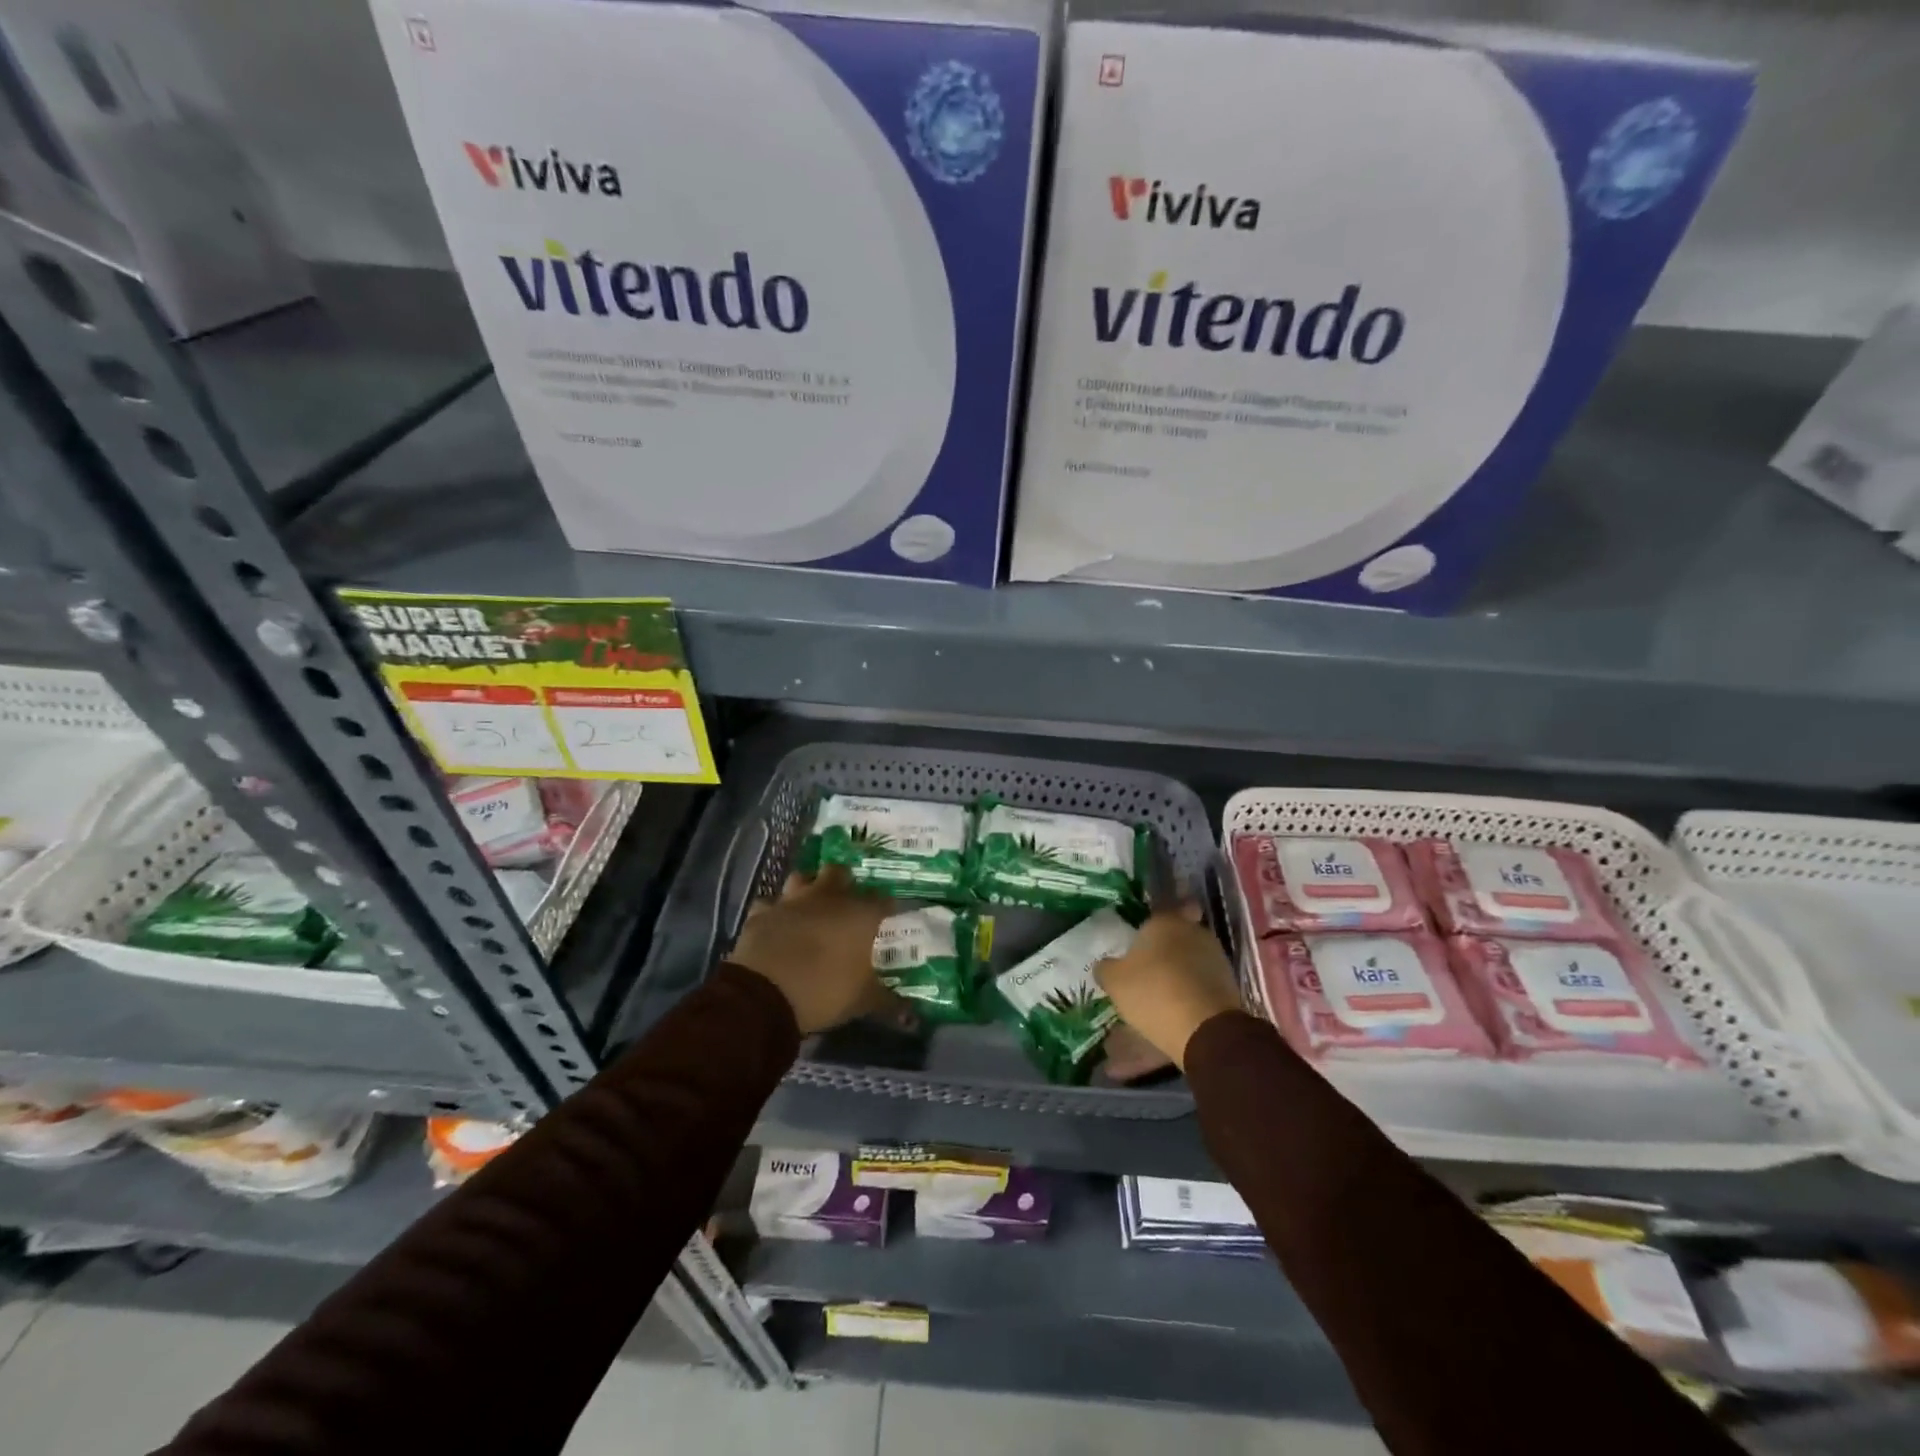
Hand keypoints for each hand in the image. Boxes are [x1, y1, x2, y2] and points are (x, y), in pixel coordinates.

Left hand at [729, 865, 893, 1033]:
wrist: (763, 994)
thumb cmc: (824, 992)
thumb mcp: (862, 1002)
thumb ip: (888, 1001)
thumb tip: (910, 1012)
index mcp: (860, 913)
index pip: (884, 900)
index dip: (887, 910)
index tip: (887, 922)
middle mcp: (828, 897)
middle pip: (840, 873)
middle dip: (845, 884)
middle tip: (847, 907)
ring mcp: (792, 900)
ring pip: (802, 878)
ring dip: (808, 889)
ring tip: (811, 909)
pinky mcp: (762, 912)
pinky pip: (770, 904)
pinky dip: (775, 913)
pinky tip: (777, 926)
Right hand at [1095, 903, 1243, 1068]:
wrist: (1205, 1030)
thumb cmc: (1154, 993)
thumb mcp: (1115, 982)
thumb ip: (1106, 968)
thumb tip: (1105, 964)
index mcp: (1165, 921)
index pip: (1159, 910)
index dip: (1150, 924)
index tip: (1141, 939)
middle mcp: (1193, 930)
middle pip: (1177, 933)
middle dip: (1166, 946)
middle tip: (1148, 965)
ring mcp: (1216, 955)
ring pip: (1192, 955)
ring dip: (1181, 967)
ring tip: (1164, 989)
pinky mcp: (1229, 981)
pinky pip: (1204, 977)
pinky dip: (1194, 986)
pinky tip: (1181, 1003)